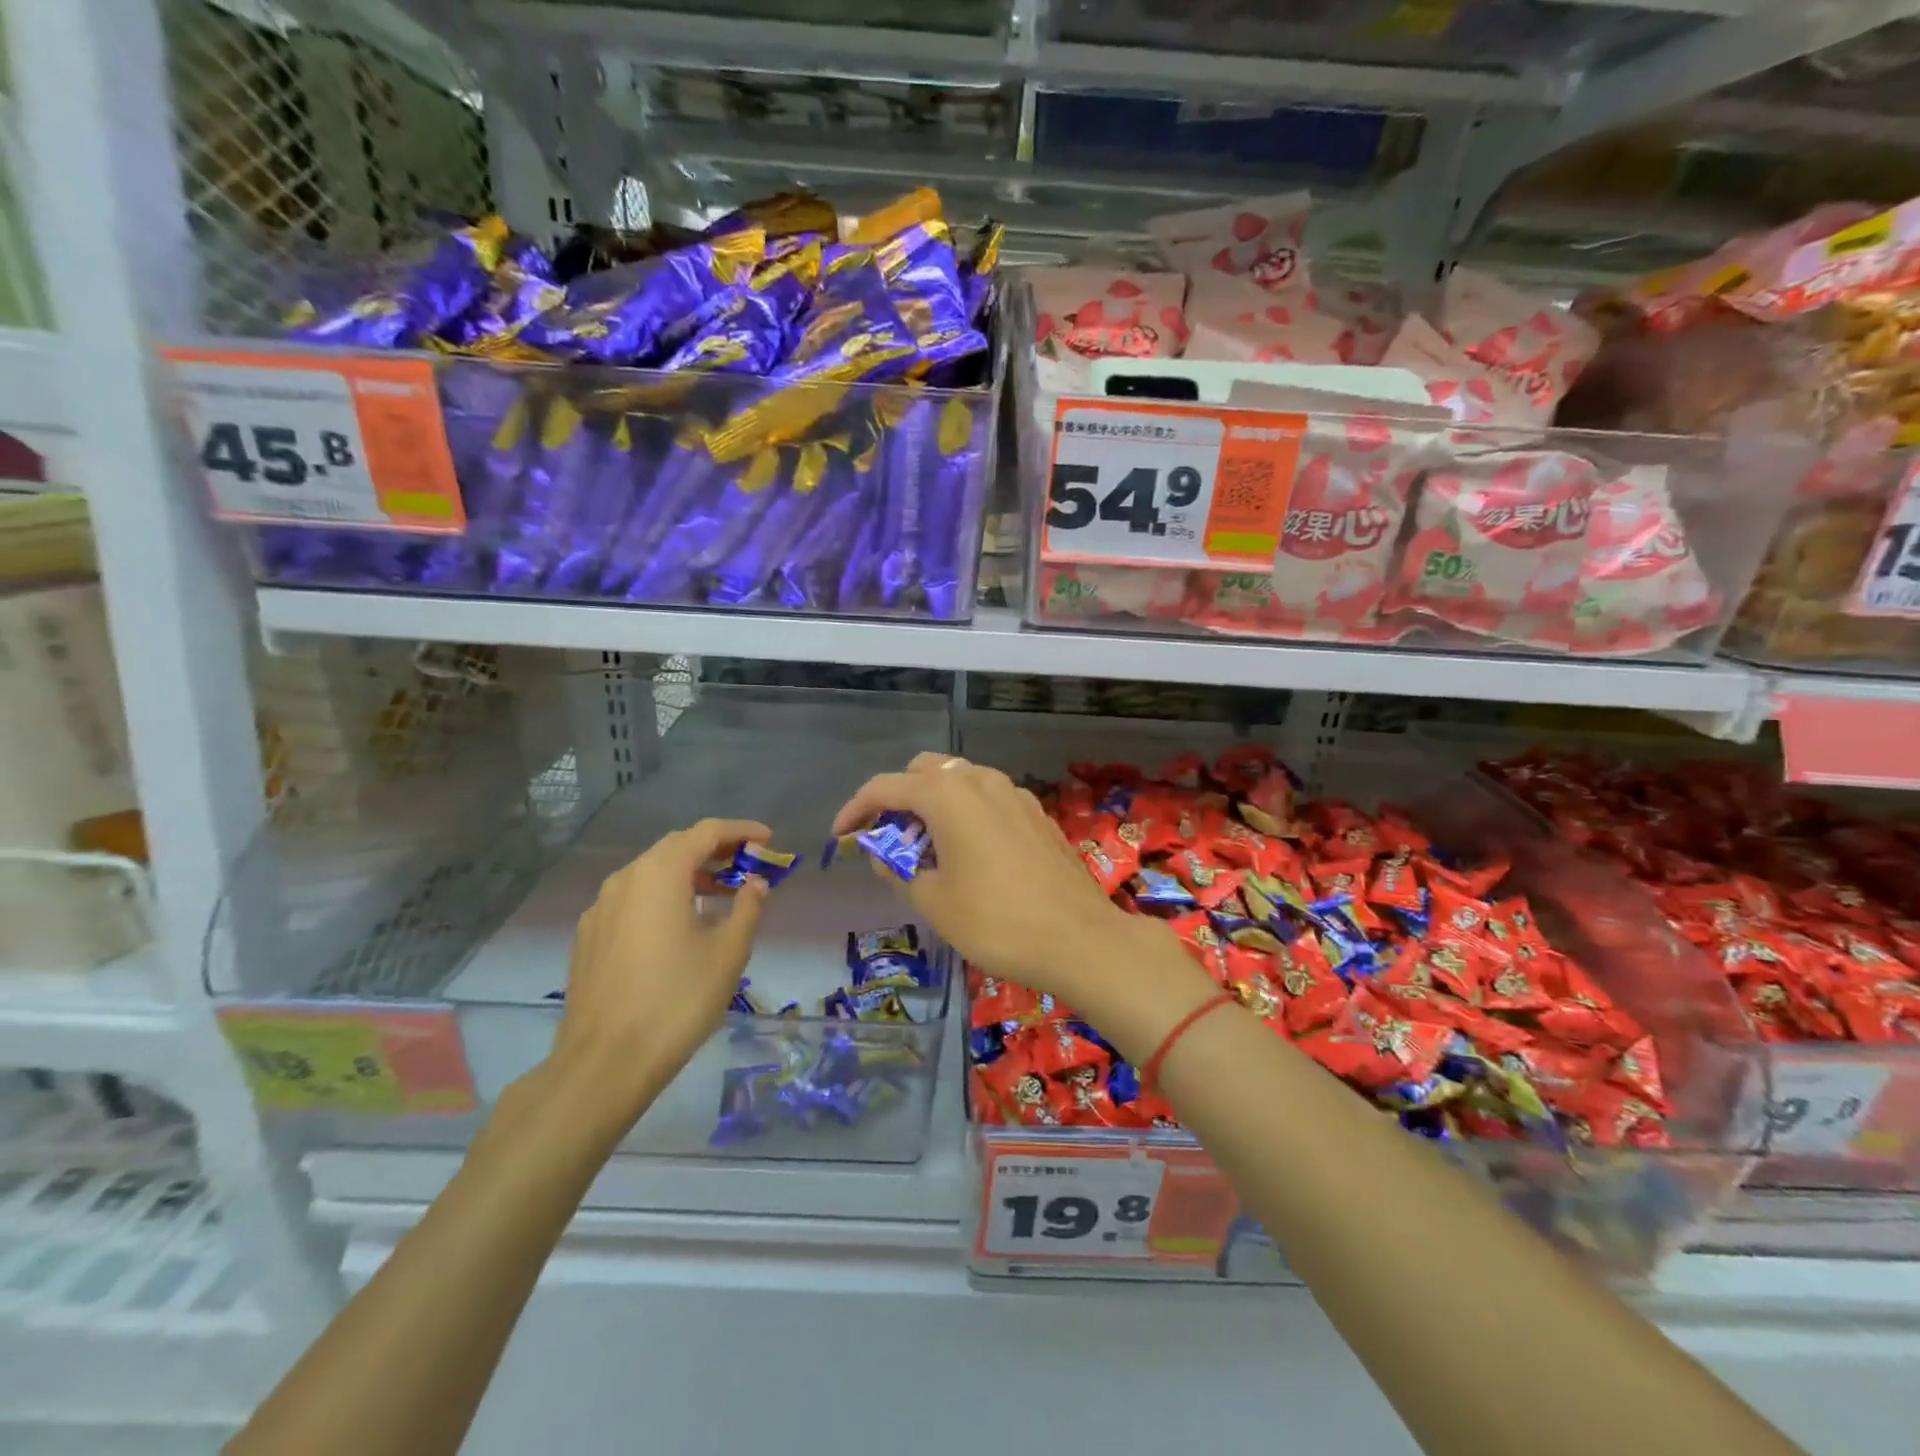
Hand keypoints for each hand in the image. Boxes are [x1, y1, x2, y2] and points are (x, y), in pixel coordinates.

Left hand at [548, 818, 771, 1116]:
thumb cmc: (677, 999)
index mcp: (660, 873)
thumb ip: (747, 907)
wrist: (605, 1062)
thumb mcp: (729, 952)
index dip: (741, 831)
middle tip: (748, 865)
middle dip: (715, 850)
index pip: (706, 832)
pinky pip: (632, 900)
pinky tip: (679, 927)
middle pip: (676, 847)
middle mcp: (625, 879)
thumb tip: (754, 884)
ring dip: (688, 874)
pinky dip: (663, 898)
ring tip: (720, 895)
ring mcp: (600, 908)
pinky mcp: (589, 936)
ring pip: (651, 873)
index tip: (769, 840)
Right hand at [832, 753, 1171, 1004]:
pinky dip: (966, 813)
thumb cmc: (995, 921)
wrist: (1078, 938)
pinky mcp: (1036, 814)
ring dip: (934, 804)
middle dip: (899, 798)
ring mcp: (1014, 794)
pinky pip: (988, 799)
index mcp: (948, 794)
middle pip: (925, 772)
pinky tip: (968, 853)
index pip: (887, 787)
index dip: (856, 808)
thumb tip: (884, 854)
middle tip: (888, 839)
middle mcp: (981, 781)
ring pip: (960, 782)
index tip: (840, 834)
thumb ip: (899, 869)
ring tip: (926, 848)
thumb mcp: (933, 901)